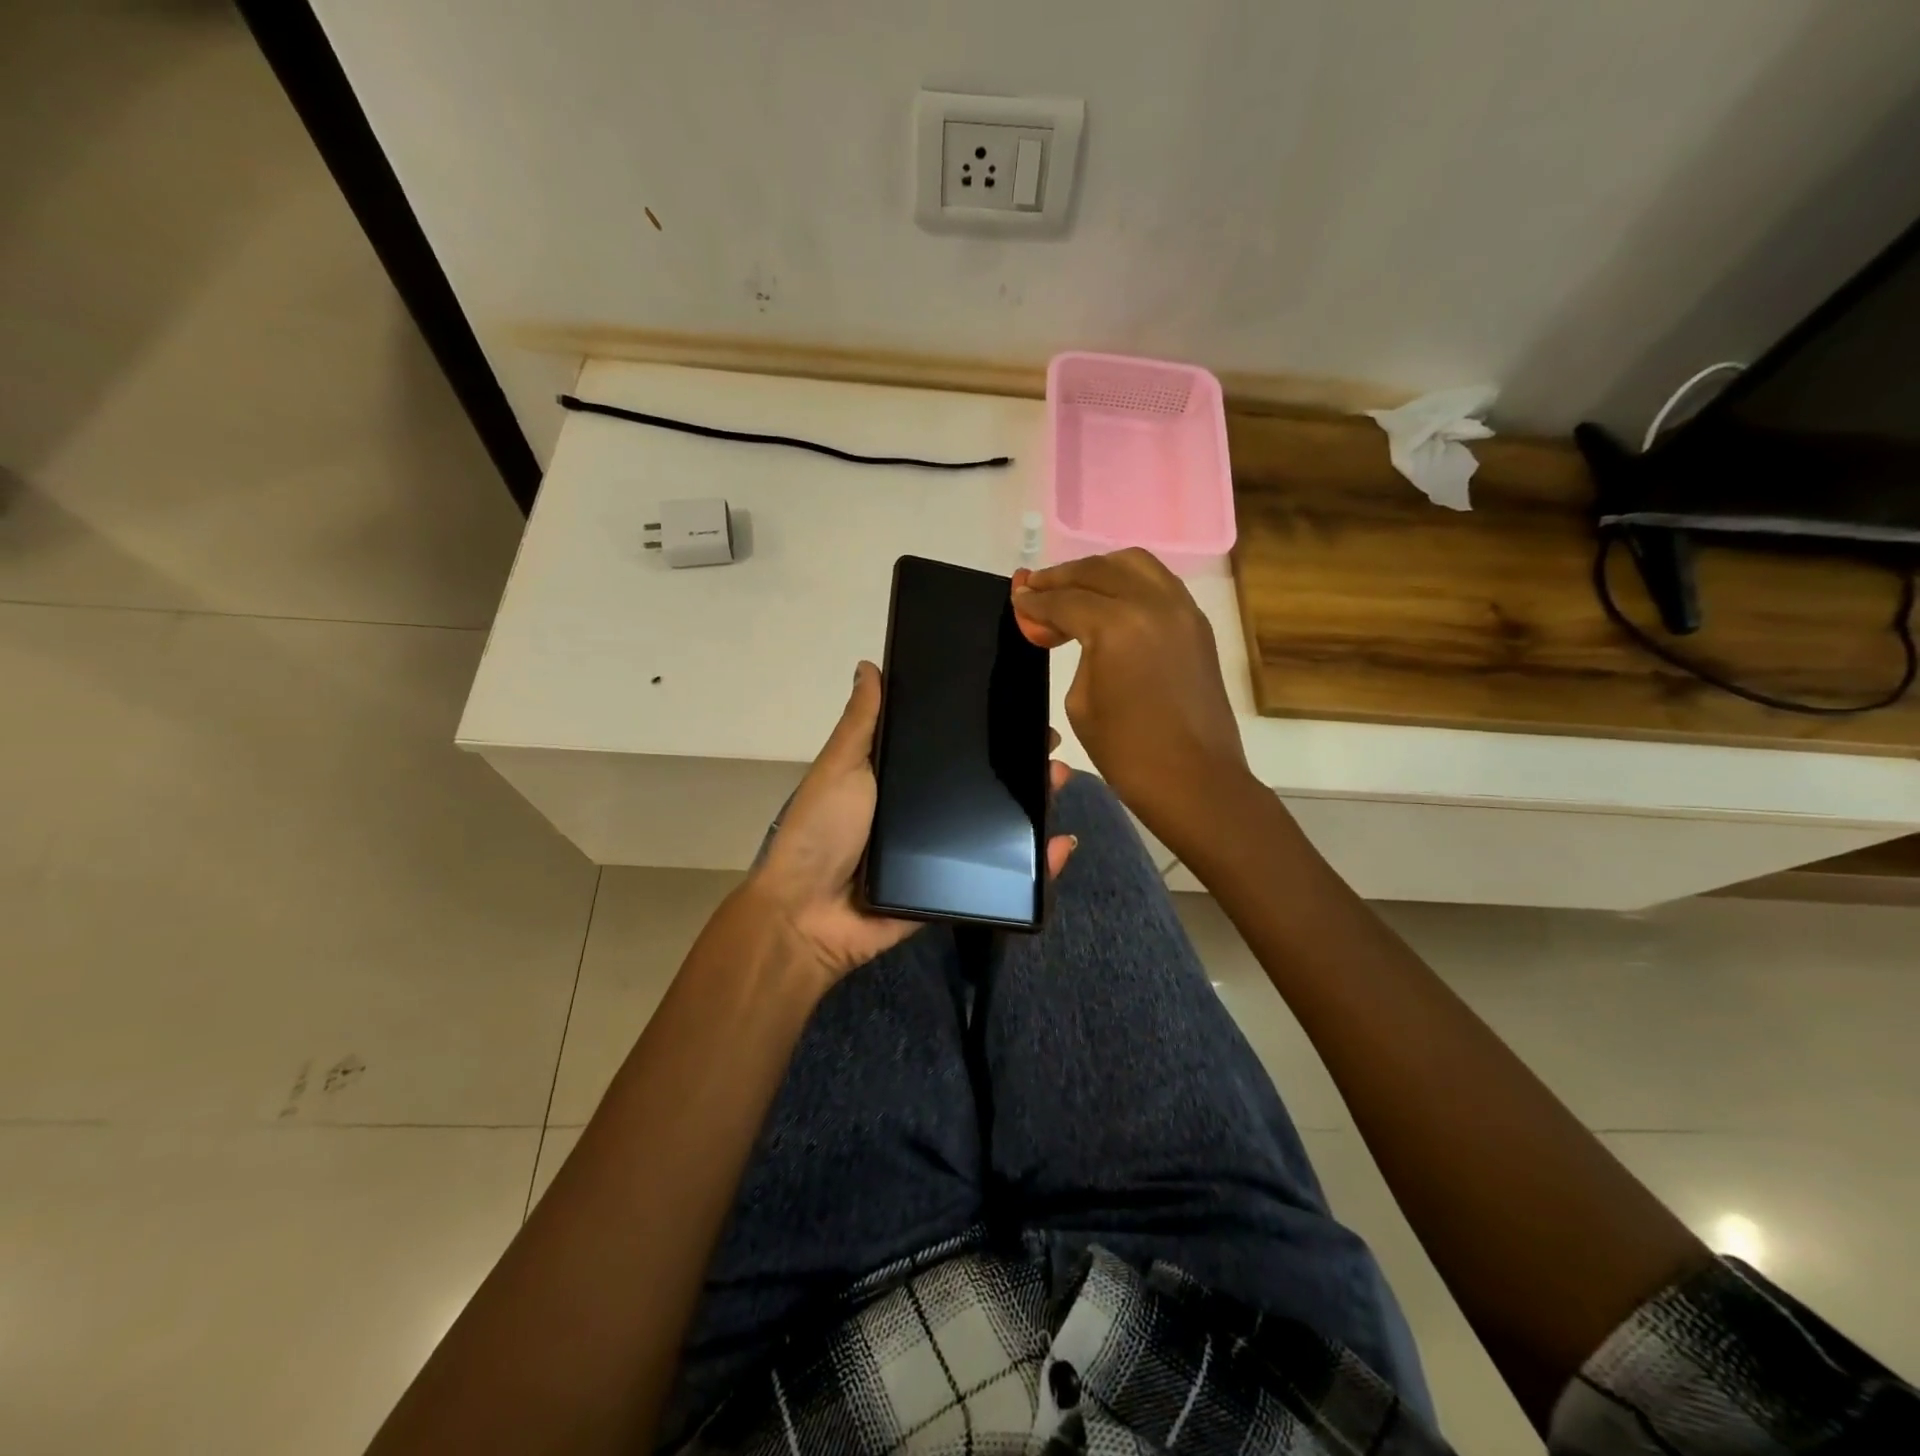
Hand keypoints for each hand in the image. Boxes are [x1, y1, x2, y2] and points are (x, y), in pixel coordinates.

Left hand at [746, 661, 1076, 984]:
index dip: (985, 731)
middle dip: (1019, 766)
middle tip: (1050, 749)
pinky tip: (1062, 845)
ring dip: (1034, 807)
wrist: (809, 915)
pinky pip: (1000, 877)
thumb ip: (862, 722)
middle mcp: (925, 812)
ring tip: (1058, 783)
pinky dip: (1036, 866)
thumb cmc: (822, 830)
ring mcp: (941, 853)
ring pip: (998, 827)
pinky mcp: (954, 891)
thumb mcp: (841, 767)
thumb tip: (869, 665)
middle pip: (982, 786)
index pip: (951, 748)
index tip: (1020, 709)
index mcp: (900, 780)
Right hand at [1012, 550, 1249, 844]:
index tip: (1016, 599)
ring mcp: (1182, 609)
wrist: (1195, 780)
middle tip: (1035, 589)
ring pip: (1134, 565)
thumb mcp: (1080, 702)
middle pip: (1097, 570)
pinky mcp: (1197, 623)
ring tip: (1072, 588)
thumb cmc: (1127, 752)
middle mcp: (1153, 604)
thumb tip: (1058, 627)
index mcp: (1117, 626)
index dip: (1034, 601)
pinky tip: (1109, 601)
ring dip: (1097, 571)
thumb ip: (1071, 652)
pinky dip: (1128, 582)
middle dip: (1061, 578)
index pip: (1065, 600)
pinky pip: (1158, 583)